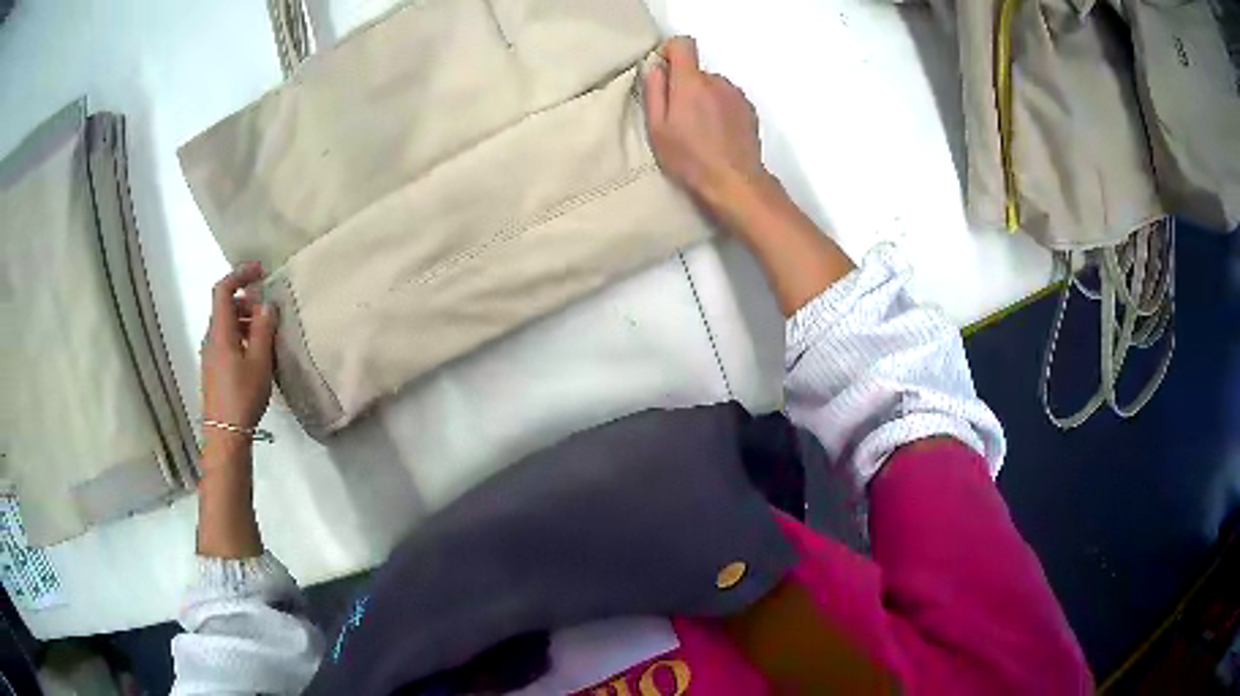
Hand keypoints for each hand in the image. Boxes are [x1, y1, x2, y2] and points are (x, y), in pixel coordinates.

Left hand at [201, 262, 277, 437]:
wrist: (225, 434)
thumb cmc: (243, 395)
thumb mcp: (260, 361)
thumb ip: (264, 329)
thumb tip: (267, 305)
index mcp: (220, 331)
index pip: (223, 290)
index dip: (240, 274)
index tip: (261, 272)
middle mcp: (211, 338)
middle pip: (225, 306)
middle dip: (246, 300)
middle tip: (268, 309)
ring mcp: (210, 355)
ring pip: (226, 325)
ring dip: (245, 319)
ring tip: (266, 333)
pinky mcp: (214, 369)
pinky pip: (226, 340)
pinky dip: (240, 335)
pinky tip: (255, 353)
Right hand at [643, 36, 767, 210]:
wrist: (735, 182)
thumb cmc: (689, 158)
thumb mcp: (657, 128)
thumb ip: (654, 92)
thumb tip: (656, 68)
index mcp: (691, 82)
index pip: (683, 44)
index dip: (671, 52)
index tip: (665, 72)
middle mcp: (717, 81)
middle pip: (697, 70)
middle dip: (686, 86)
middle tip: (679, 117)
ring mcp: (737, 95)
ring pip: (713, 86)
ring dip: (705, 98)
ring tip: (700, 129)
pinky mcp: (750, 109)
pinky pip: (728, 99)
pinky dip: (721, 109)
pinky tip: (718, 134)